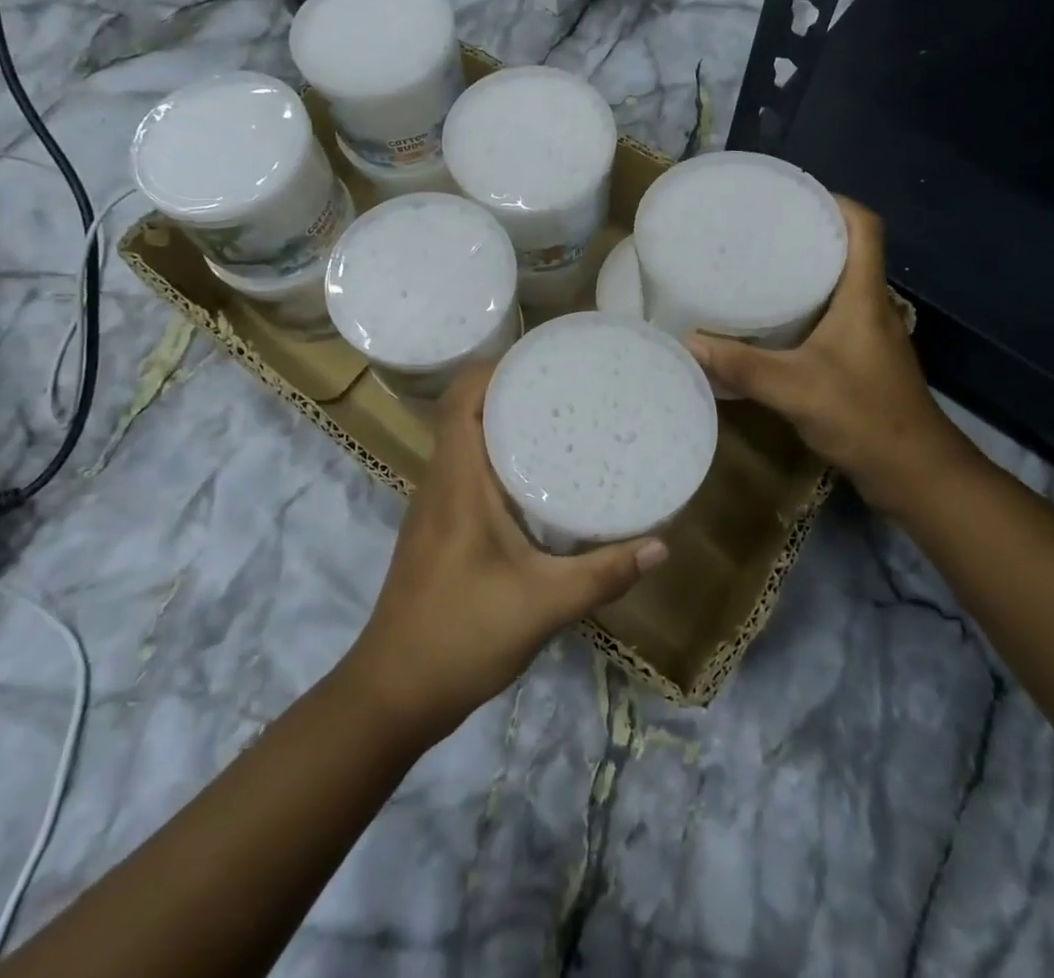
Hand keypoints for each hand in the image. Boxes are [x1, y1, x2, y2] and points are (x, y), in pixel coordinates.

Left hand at [345, 363, 668, 742]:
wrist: (392, 695)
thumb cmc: (460, 637)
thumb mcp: (542, 605)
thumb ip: (603, 574)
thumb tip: (662, 545)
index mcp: (457, 483)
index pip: (462, 400)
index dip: (494, 368)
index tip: (542, 357)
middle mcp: (440, 482)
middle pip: (465, 412)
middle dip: (509, 388)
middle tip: (566, 384)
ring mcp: (435, 507)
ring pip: (464, 442)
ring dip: (502, 422)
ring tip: (558, 417)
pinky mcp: (438, 529)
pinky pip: (466, 471)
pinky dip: (496, 457)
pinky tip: (536, 477)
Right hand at [686, 198, 974, 516]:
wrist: (914, 474)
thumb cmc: (866, 418)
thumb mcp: (797, 390)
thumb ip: (742, 367)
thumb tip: (686, 342)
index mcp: (864, 297)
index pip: (865, 228)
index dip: (835, 202)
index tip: (791, 196)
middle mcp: (869, 306)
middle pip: (846, 251)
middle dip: (806, 233)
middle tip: (756, 229)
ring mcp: (866, 335)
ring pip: (836, 285)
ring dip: (803, 271)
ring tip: (753, 265)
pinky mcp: (858, 360)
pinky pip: (828, 316)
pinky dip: (801, 308)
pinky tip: (767, 321)